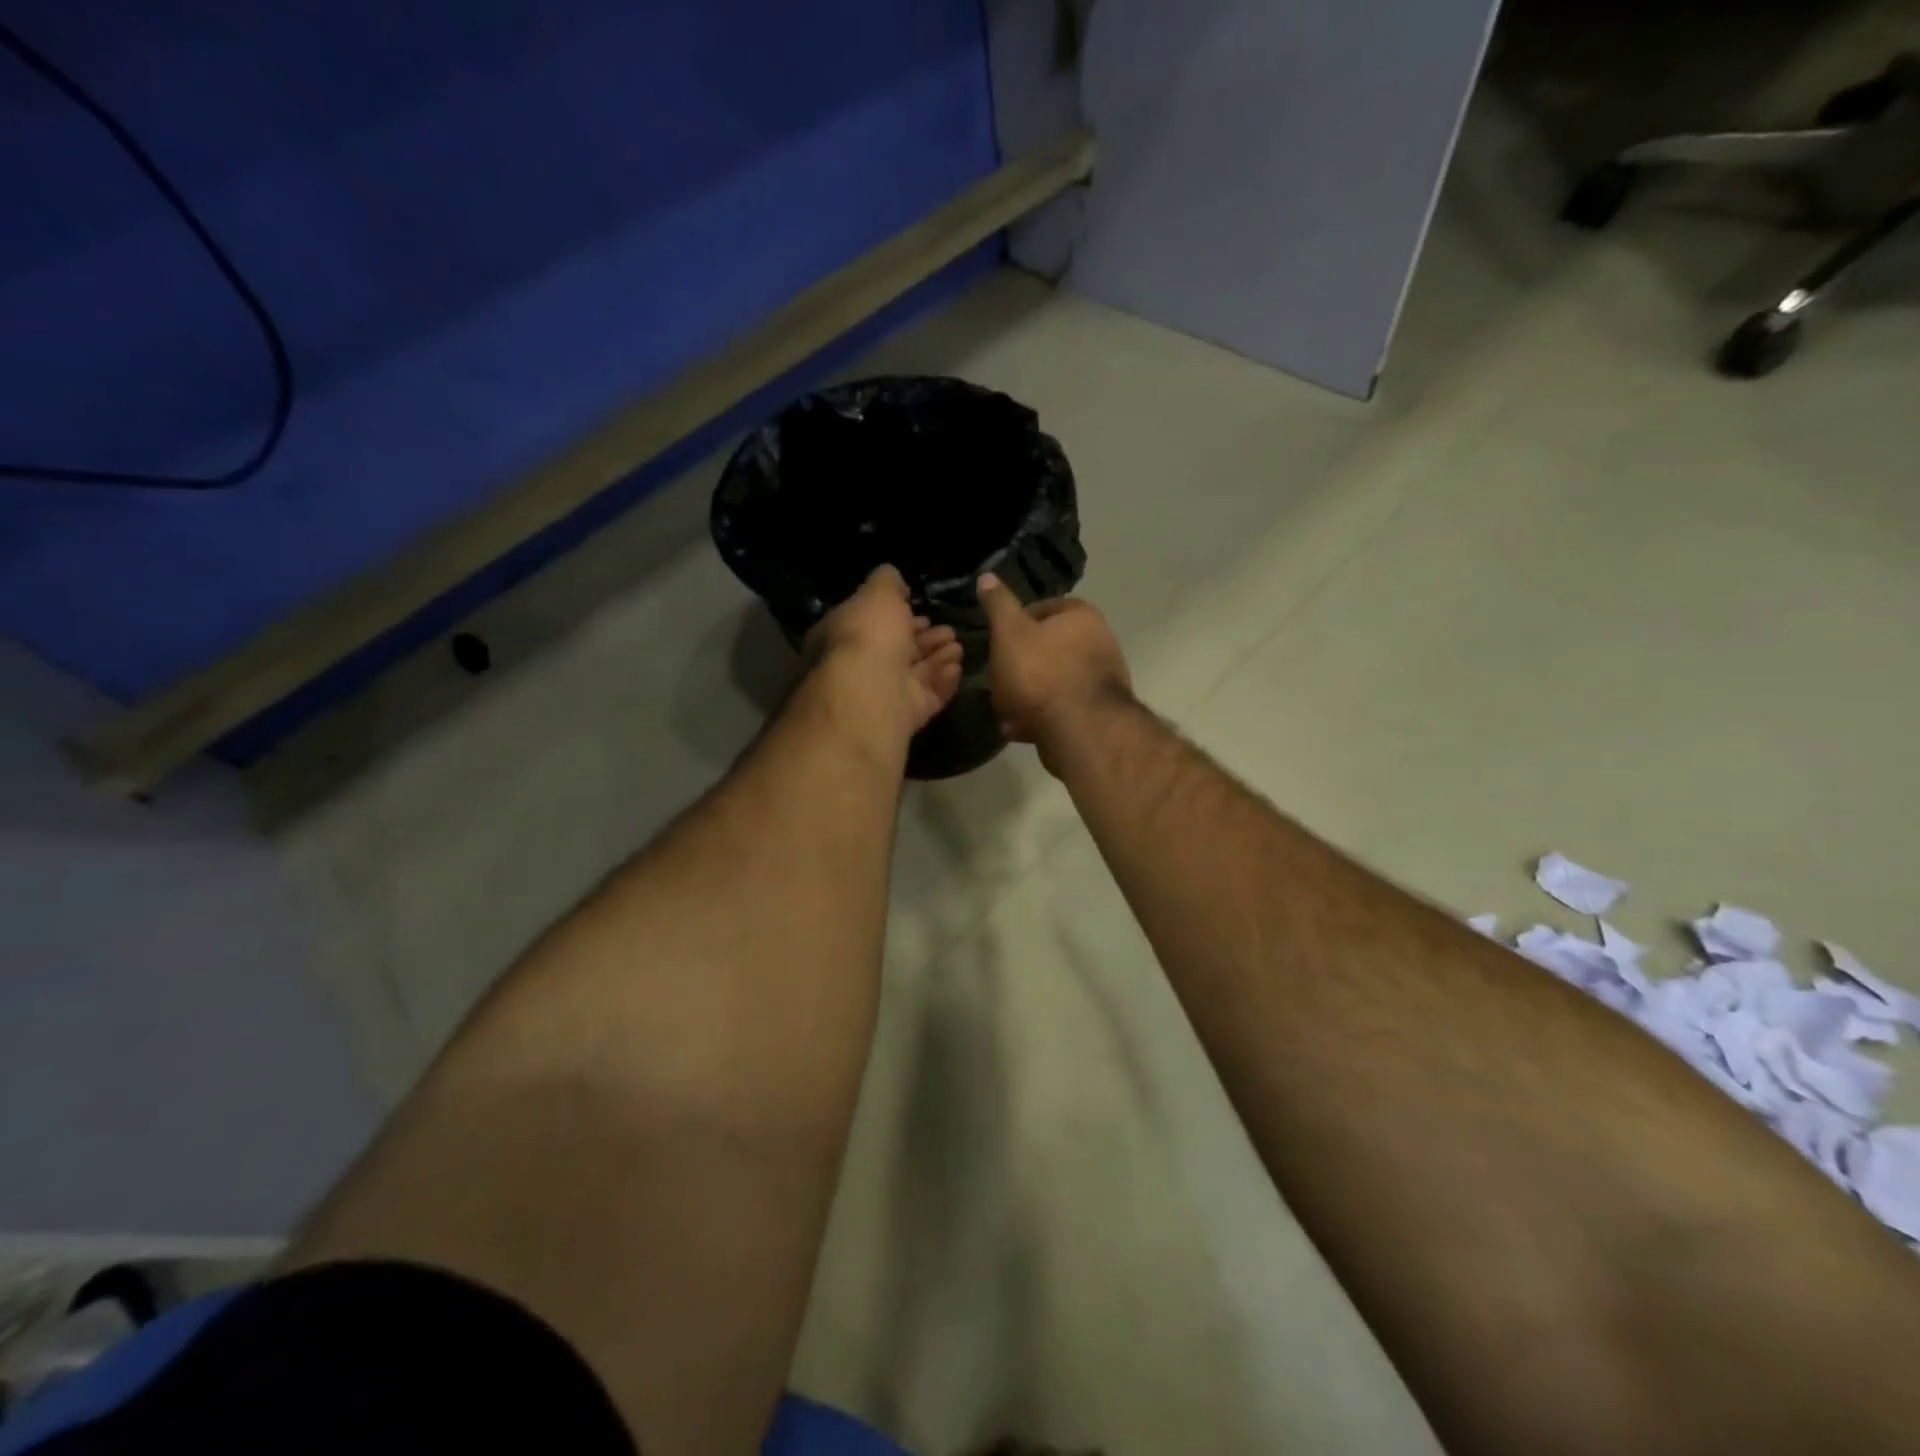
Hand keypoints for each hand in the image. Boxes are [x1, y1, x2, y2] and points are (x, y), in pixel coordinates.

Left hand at [806, 565, 964, 738]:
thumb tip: (892, 577)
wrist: (873, 692)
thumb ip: (887, 582)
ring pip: (915, 673)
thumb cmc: (869, 635)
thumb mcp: (878, 593)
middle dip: (924, 638)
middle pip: (897, 650)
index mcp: (843, 636)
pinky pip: (928, 695)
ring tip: (958, 647)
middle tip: (949, 630)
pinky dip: (943, 681)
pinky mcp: (905, 717)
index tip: (921, 610)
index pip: (871, 623)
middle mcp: (859, 667)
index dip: (897, 615)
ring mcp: (882, 695)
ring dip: (938, 658)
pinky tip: (958, 668)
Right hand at [977, 572, 1130, 767]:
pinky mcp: (1100, 714)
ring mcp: (1103, 680)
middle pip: (1048, 649)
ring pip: (1052, 682)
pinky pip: (1062, 709)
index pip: (1043, 609)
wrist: (1079, 729)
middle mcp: (1101, 643)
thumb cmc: (1040, 672)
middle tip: (997, 681)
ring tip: (1006, 712)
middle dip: (1020, 667)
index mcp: (1082, 616)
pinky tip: (1022, 729)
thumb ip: (998, 605)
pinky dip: (1042, 716)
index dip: (1016, 625)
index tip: (998, 643)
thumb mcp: (1010, 633)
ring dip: (1026, 696)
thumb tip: (987, 576)